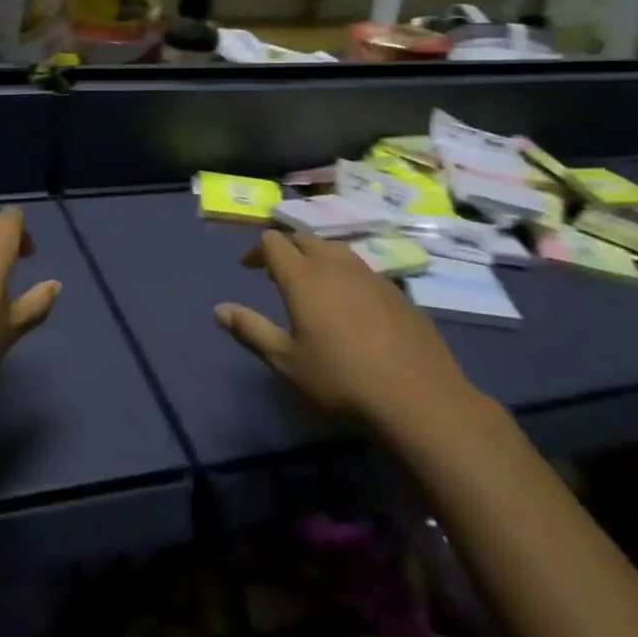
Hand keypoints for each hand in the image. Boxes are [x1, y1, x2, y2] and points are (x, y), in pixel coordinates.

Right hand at [214, 230, 478, 426]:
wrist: (418, 398)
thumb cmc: (341, 380)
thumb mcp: (287, 362)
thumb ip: (251, 331)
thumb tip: (218, 310)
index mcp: (303, 276)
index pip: (273, 241)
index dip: (257, 250)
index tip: (249, 268)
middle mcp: (335, 264)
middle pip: (304, 238)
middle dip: (287, 249)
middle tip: (277, 274)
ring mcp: (370, 275)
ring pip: (336, 249)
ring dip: (318, 258)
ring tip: (314, 284)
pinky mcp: (397, 291)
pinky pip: (363, 269)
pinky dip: (346, 275)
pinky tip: (352, 306)